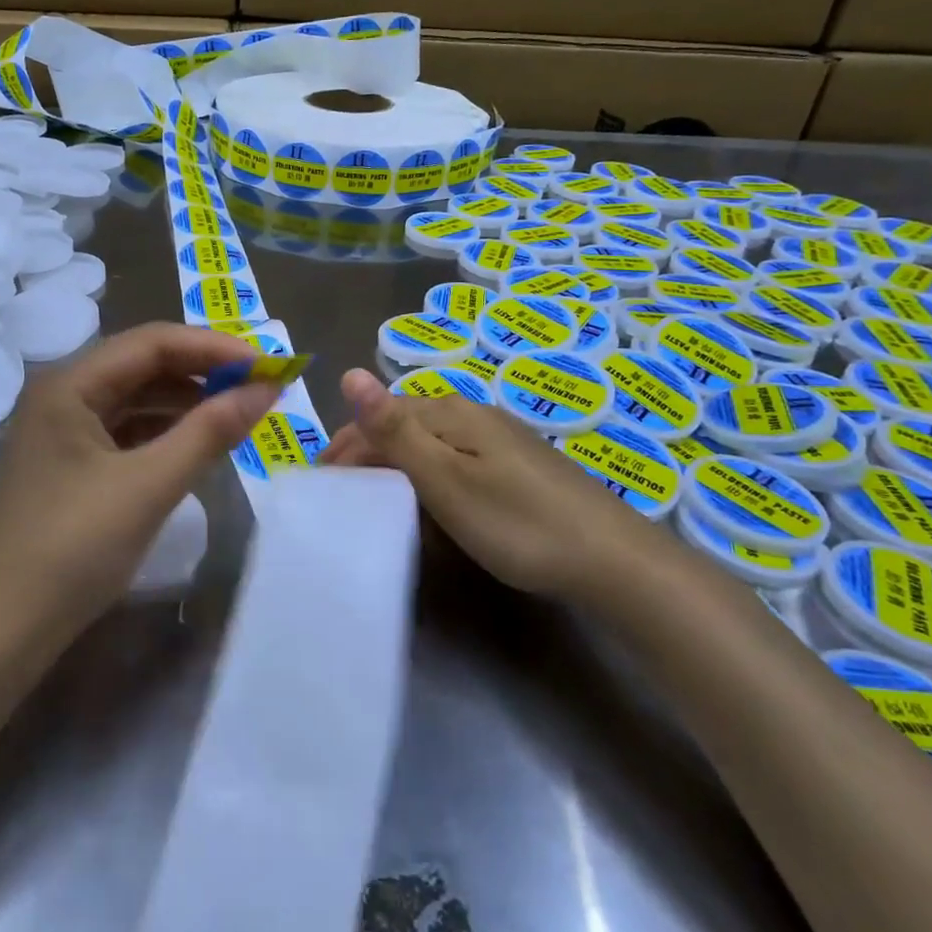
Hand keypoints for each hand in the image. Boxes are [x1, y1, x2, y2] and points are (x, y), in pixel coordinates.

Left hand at [0, 323, 281, 632]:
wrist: (4, 629)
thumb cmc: (74, 548)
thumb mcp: (149, 485)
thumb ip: (210, 432)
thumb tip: (268, 389)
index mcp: (69, 385)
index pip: (152, 343)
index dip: (213, 348)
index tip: (265, 365)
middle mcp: (62, 395)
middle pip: (142, 365)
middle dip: (202, 372)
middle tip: (259, 387)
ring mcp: (62, 431)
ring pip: (135, 398)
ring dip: (186, 402)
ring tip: (238, 412)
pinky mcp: (69, 464)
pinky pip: (126, 431)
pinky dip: (164, 432)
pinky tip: (197, 443)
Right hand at [320, 367, 643, 599]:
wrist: (611, 560)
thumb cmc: (516, 522)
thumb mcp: (445, 479)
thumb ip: (394, 429)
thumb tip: (348, 372)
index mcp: (449, 411)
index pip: (378, 418)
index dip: (344, 447)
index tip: (320, 486)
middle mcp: (471, 412)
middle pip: (402, 426)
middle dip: (365, 455)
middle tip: (340, 495)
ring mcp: (497, 437)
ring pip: (427, 443)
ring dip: (393, 466)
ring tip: (373, 499)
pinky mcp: (515, 463)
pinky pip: (453, 459)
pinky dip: (426, 477)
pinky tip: (428, 501)